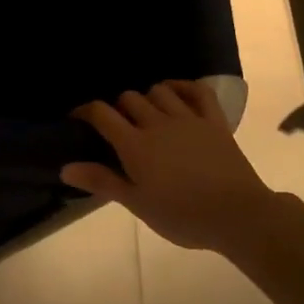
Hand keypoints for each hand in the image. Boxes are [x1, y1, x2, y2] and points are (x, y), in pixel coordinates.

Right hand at [63, 80, 275, 251]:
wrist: (237, 215)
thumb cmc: (182, 216)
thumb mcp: (137, 204)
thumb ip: (102, 181)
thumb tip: (65, 168)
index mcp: (135, 145)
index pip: (101, 114)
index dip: (85, 111)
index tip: (78, 119)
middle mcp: (158, 123)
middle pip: (128, 98)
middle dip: (117, 107)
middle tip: (116, 126)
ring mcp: (188, 119)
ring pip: (159, 91)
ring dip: (147, 97)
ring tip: (145, 114)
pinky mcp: (214, 121)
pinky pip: (198, 91)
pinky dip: (183, 87)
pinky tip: (175, 93)